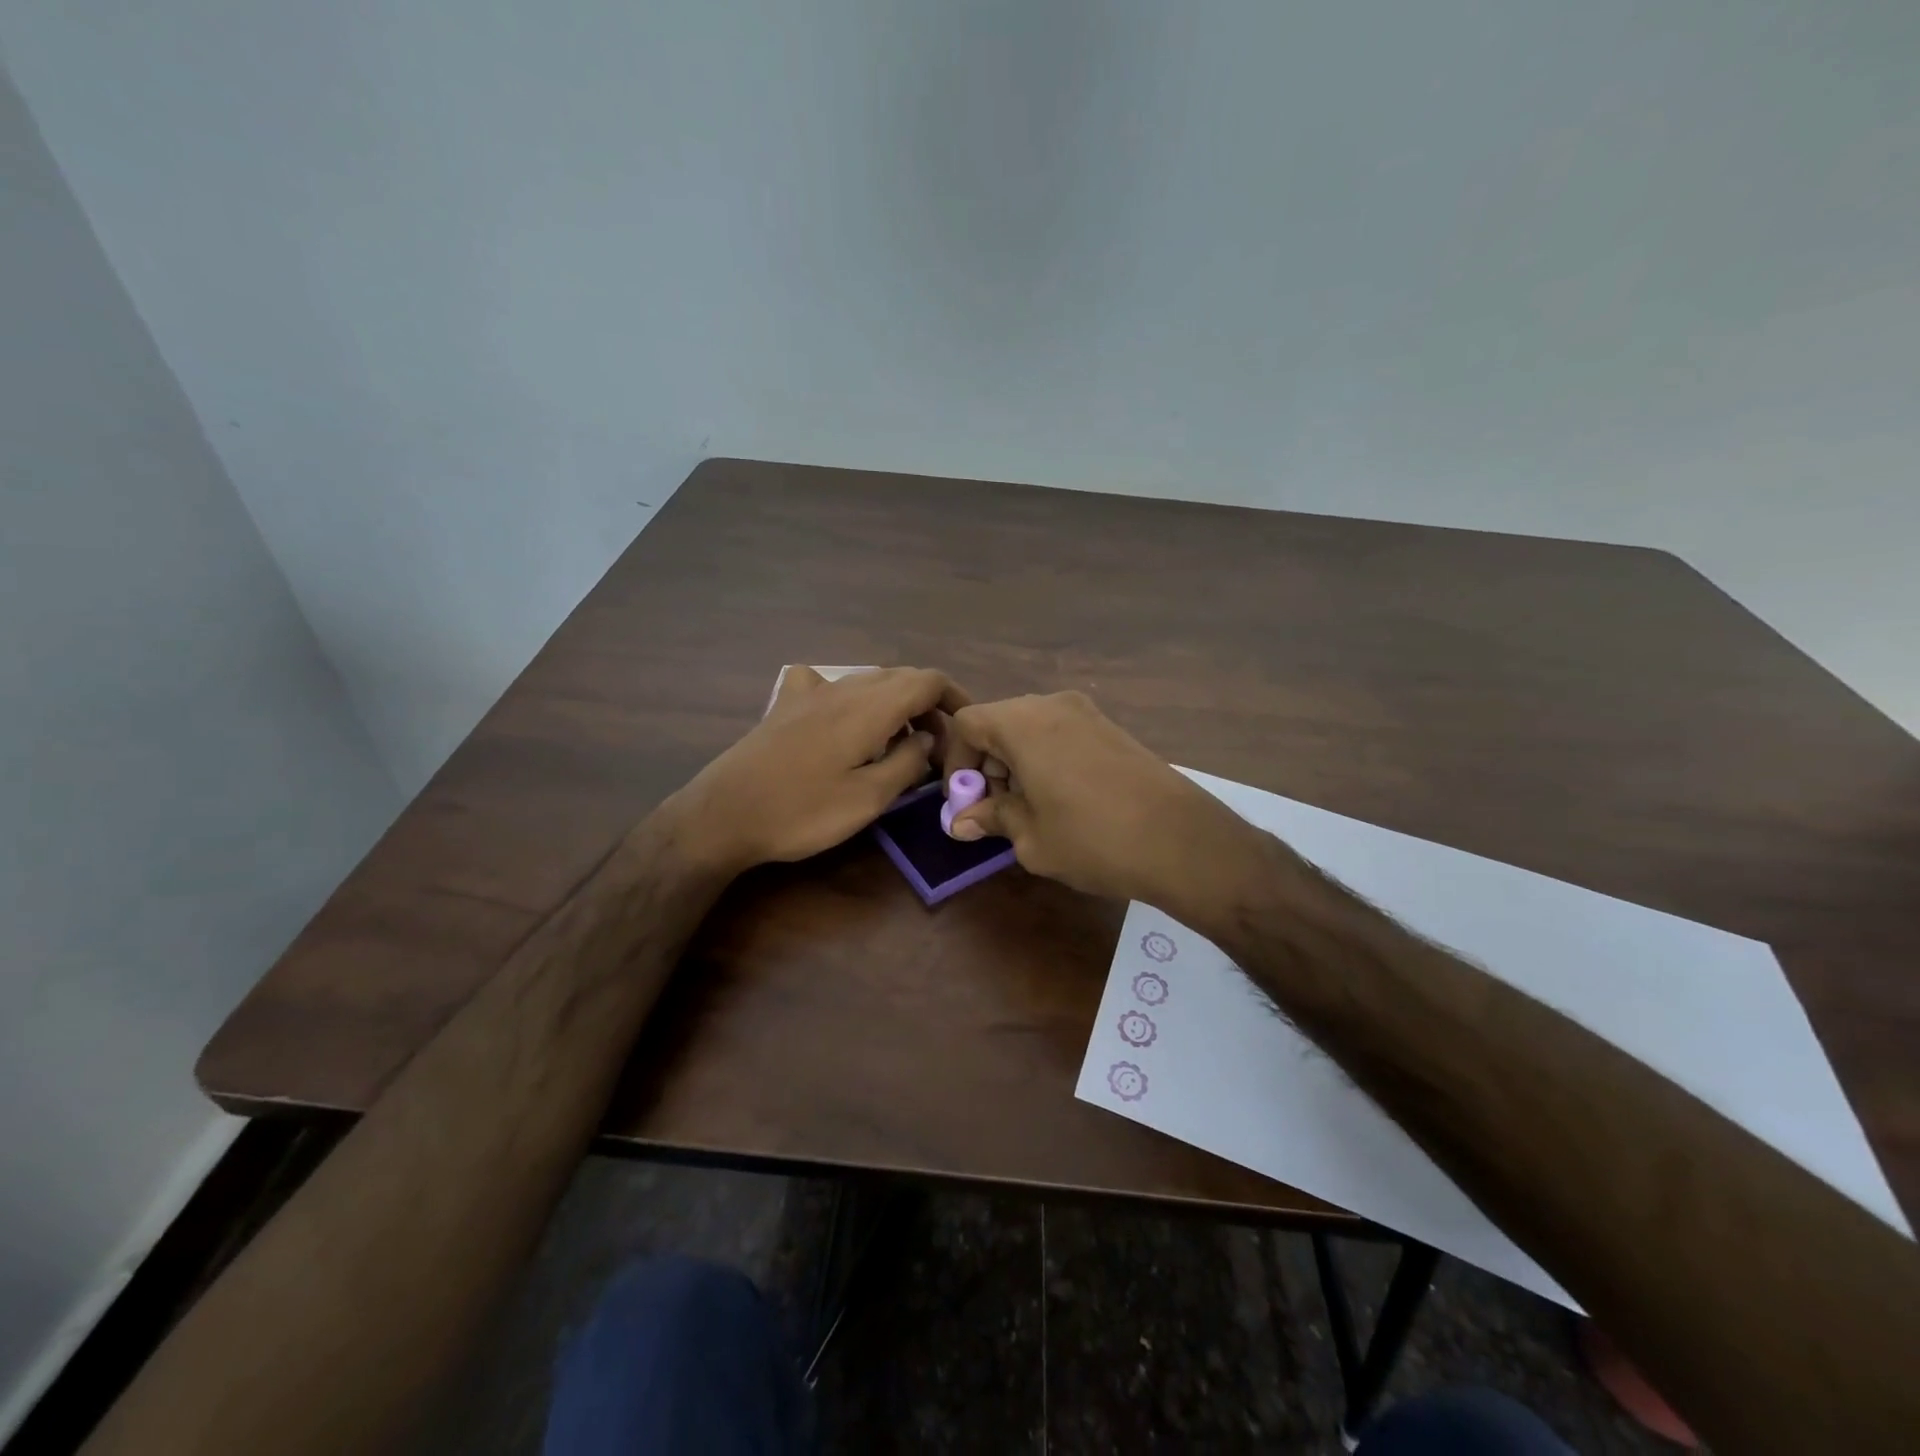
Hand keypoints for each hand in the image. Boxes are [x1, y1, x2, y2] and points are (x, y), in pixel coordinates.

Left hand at [666, 666, 969, 874]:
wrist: (723, 815)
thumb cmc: (802, 812)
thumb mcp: (868, 798)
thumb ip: (907, 763)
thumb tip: (929, 738)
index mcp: (870, 706)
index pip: (928, 680)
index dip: (956, 697)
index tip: (968, 728)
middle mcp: (844, 687)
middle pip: (901, 677)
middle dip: (928, 705)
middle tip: (937, 747)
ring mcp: (810, 693)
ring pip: (868, 681)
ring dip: (895, 704)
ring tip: (901, 743)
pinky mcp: (786, 706)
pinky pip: (830, 685)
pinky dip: (853, 698)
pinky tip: (844, 720)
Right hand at [944, 691, 1268, 913]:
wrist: (1181, 840)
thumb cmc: (1092, 839)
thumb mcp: (1031, 837)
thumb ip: (992, 819)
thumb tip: (961, 821)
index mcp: (1022, 723)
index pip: (967, 724)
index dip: (956, 762)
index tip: (965, 802)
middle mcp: (1052, 705)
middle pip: (999, 723)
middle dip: (988, 765)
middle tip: (997, 811)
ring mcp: (1087, 713)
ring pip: (1031, 729)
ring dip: (1017, 764)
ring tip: (1030, 811)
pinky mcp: (1112, 728)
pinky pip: (1061, 734)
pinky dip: (1047, 759)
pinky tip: (1064, 800)